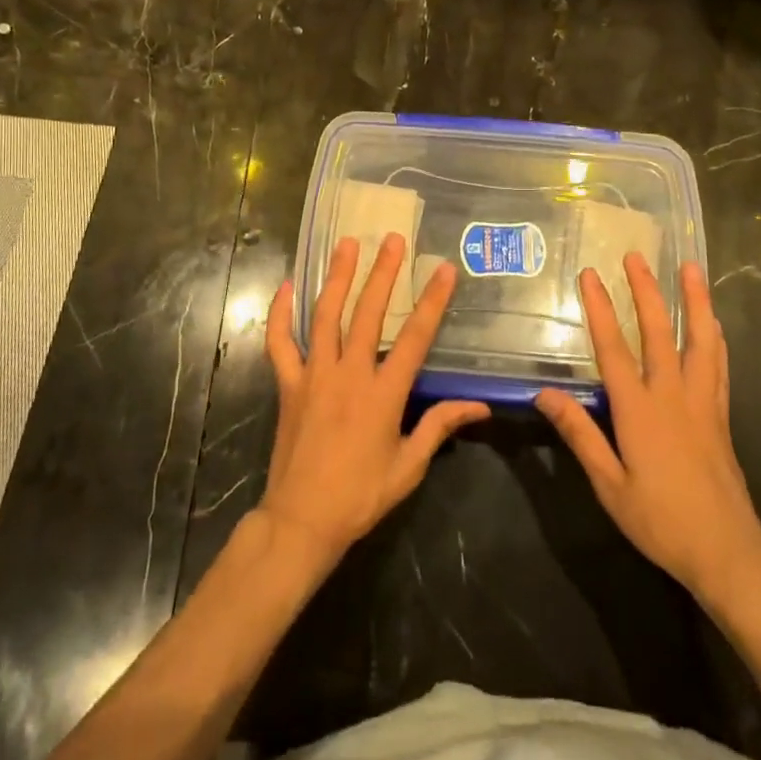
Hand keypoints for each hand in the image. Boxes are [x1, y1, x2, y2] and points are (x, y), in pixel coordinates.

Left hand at [260, 233, 490, 569]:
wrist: (302, 520)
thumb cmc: (360, 495)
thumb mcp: (408, 466)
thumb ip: (440, 427)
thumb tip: (480, 406)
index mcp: (383, 393)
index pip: (414, 338)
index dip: (432, 302)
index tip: (444, 270)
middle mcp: (349, 374)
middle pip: (368, 313)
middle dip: (383, 273)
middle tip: (392, 239)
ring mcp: (314, 375)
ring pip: (325, 316)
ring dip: (337, 277)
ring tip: (347, 244)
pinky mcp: (288, 385)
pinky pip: (280, 343)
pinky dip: (280, 314)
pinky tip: (287, 286)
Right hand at [536, 255, 760, 607]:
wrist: (727, 552)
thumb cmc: (660, 520)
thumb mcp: (608, 484)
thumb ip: (579, 434)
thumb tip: (544, 393)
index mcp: (639, 410)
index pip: (613, 348)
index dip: (600, 309)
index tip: (590, 275)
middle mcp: (672, 395)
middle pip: (658, 332)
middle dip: (645, 291)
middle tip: (636, 256)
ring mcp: (702, 402)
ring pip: (699, 340)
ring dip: (693, 301)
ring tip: (691, 269)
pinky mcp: (721, 416)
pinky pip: (719, 365)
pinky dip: (715, 338)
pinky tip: (714, 323)